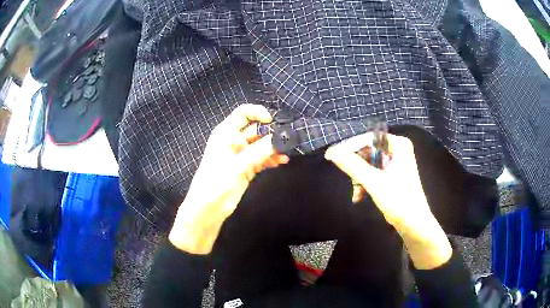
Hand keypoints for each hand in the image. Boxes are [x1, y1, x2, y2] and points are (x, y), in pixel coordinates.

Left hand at [169, 104, 288, 254]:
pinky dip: (270, 159)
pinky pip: (261, 158)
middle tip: (287, 139)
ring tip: (287, 153)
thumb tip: (280, 139)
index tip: (272, 121)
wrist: (208, 209)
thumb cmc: (216, 184)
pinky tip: (281, 162)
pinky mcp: (246, 168)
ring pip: (260, 145)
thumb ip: (259, 152)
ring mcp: (240, 155)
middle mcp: (234, 141)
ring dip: (273, 147)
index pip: (243, 114)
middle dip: (271, 133)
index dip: (258, 113)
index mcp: (225, 134)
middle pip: (255, 129)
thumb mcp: (237, 166)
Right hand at [325, 133, 451, 268]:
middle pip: (368, 151)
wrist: (413, 223)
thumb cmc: (397, 200)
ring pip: (369, 163)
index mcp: (398, 145)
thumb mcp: (373, 182)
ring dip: (360, 178)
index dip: (350, 147)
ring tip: (356, 194)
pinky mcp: (393, 174)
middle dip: (357, 168)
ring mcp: (396, 162)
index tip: (333, 157)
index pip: (368, 139)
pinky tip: (360, 196)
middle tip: (349, 180)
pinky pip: (374, 172)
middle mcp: (398, 149)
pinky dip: (366, 183)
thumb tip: (331, 152)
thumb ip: (352, 165)